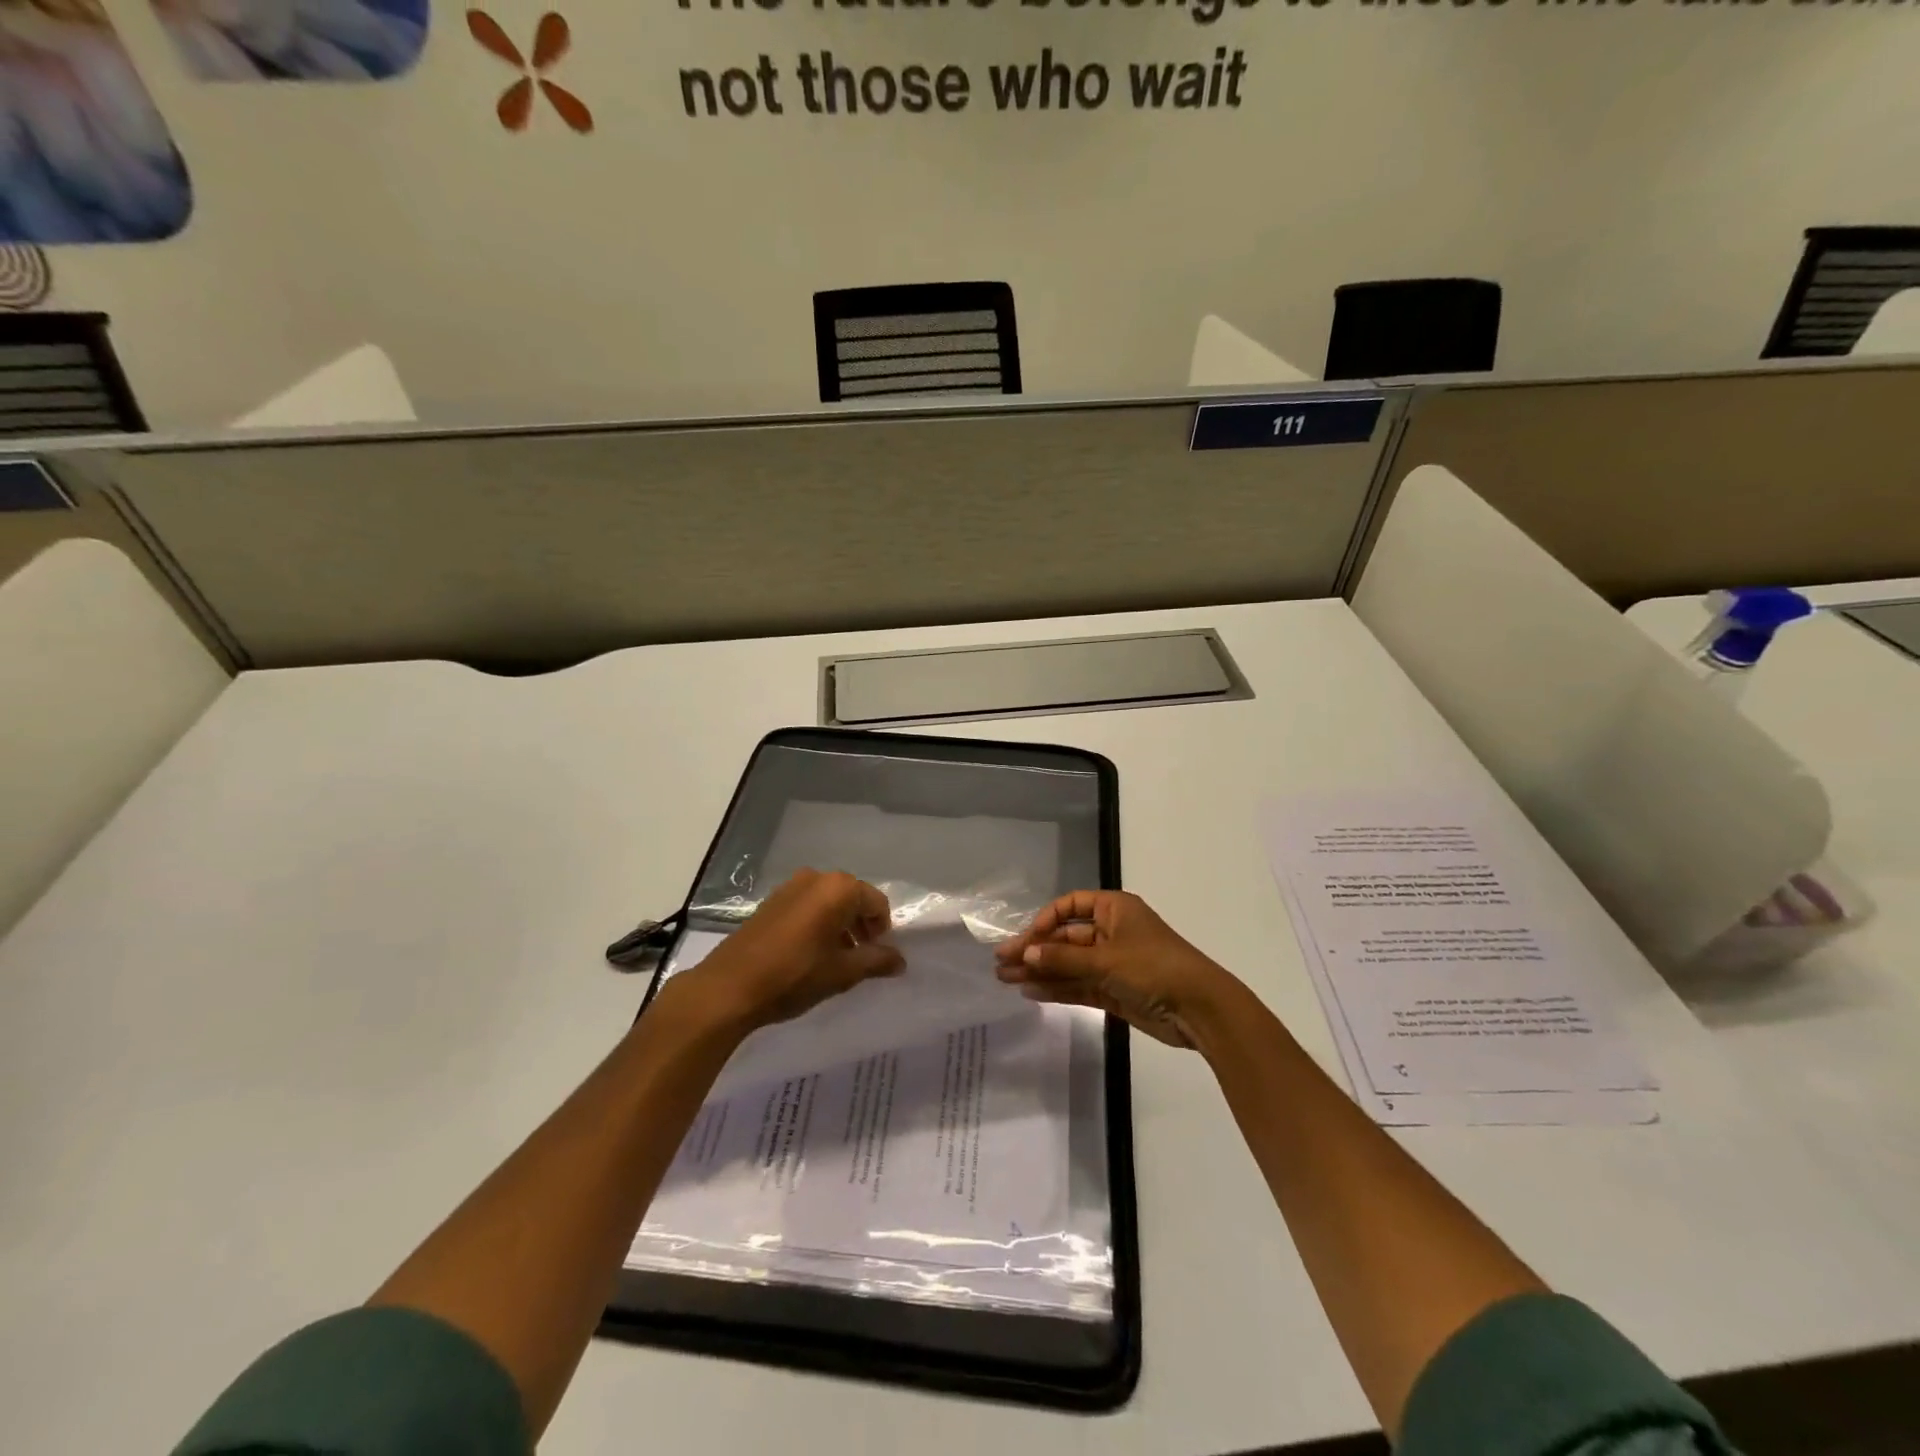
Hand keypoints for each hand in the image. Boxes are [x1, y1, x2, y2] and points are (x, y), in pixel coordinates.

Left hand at [666, 869, 904, 1034]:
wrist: (729, 987)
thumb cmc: (794, 975)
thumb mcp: (842, 972)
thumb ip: (876, 961)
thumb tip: (900, 960)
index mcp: (838, 888)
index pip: (876, 903)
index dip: (883, 929)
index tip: (878, 955)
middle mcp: (816, 878)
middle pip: (852, 898)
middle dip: (861, 926)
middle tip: (861, 957)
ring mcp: (790, 887)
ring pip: (828, 902)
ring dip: (839, 926)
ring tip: (836, 960)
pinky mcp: (770, 902)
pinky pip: (807, 906)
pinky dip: (817, 924)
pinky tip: (810, 954)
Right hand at [994, 890, 1238, 1048]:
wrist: (1200, 1009)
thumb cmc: (1154, 968)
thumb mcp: (1105, 960)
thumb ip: (1063, 959)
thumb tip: (1026, 954)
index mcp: (1114, 909)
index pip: (1070, 906)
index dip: (1045, 920)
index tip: (1025, 940)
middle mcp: (1112, 932)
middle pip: (1065, 938)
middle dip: (1035, 950)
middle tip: (1001, 963)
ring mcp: (1113, 963)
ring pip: (1069, 964)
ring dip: (1040, 971)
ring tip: (1006, 980)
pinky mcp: (1115, 991)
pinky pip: (1079, 986)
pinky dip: (1057, 989)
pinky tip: (1031, 992)